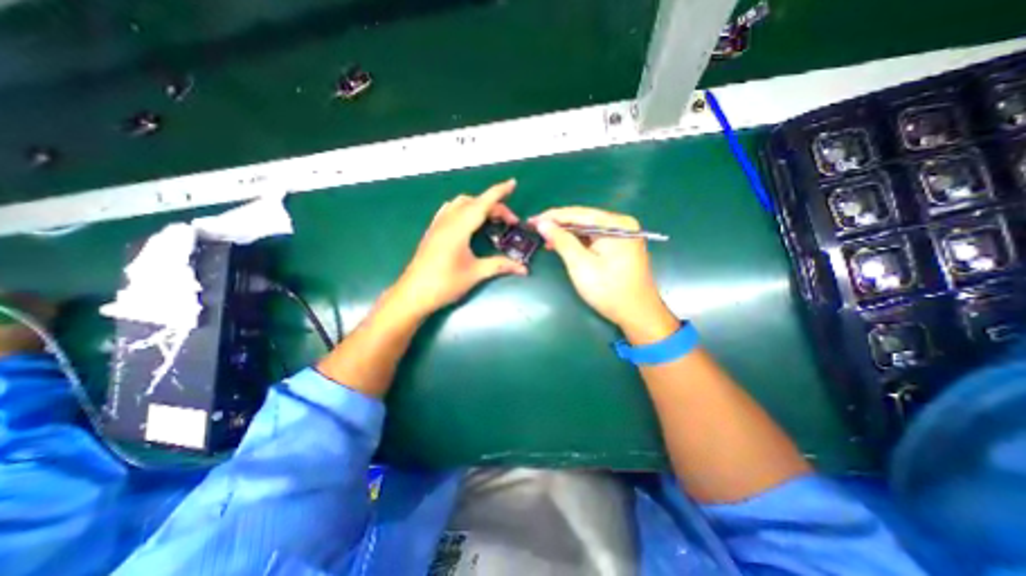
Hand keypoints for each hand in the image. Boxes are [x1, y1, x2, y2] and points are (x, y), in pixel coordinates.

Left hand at [390, 179, 524, 317]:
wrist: (413, 294)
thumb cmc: (444, 284)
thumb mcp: (475, 274)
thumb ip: (500, 266)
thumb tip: (523, 268)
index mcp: (459, 228)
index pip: (483, 203)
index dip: (499, 192)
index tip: (513, 183)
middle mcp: (447, 221)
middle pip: (474, 203)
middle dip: (494, 206)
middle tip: (509, 222)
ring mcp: (437, 225)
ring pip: (460, 204)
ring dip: (478, 205)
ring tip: (491, 219)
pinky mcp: (432, 231)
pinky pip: (449, 211)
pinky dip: (463, 209)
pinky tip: (468, 221)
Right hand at [529, 207, 678, 341]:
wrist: (637, 314)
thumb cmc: (609, 290)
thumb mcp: (580, 265)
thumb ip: (562, 241)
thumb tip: (543, 224)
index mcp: (615, 225)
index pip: (578, 213)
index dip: (552, 216)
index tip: (532, 220)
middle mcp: (622, 224)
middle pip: (584, 219)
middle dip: (559, 224)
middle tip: (536, 229)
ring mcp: (623, 234)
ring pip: (588, 228)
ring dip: (568, 233)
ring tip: (547, 239)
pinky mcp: (621, 245)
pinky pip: (595, 237)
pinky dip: (579, 241)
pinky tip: (565, 245)